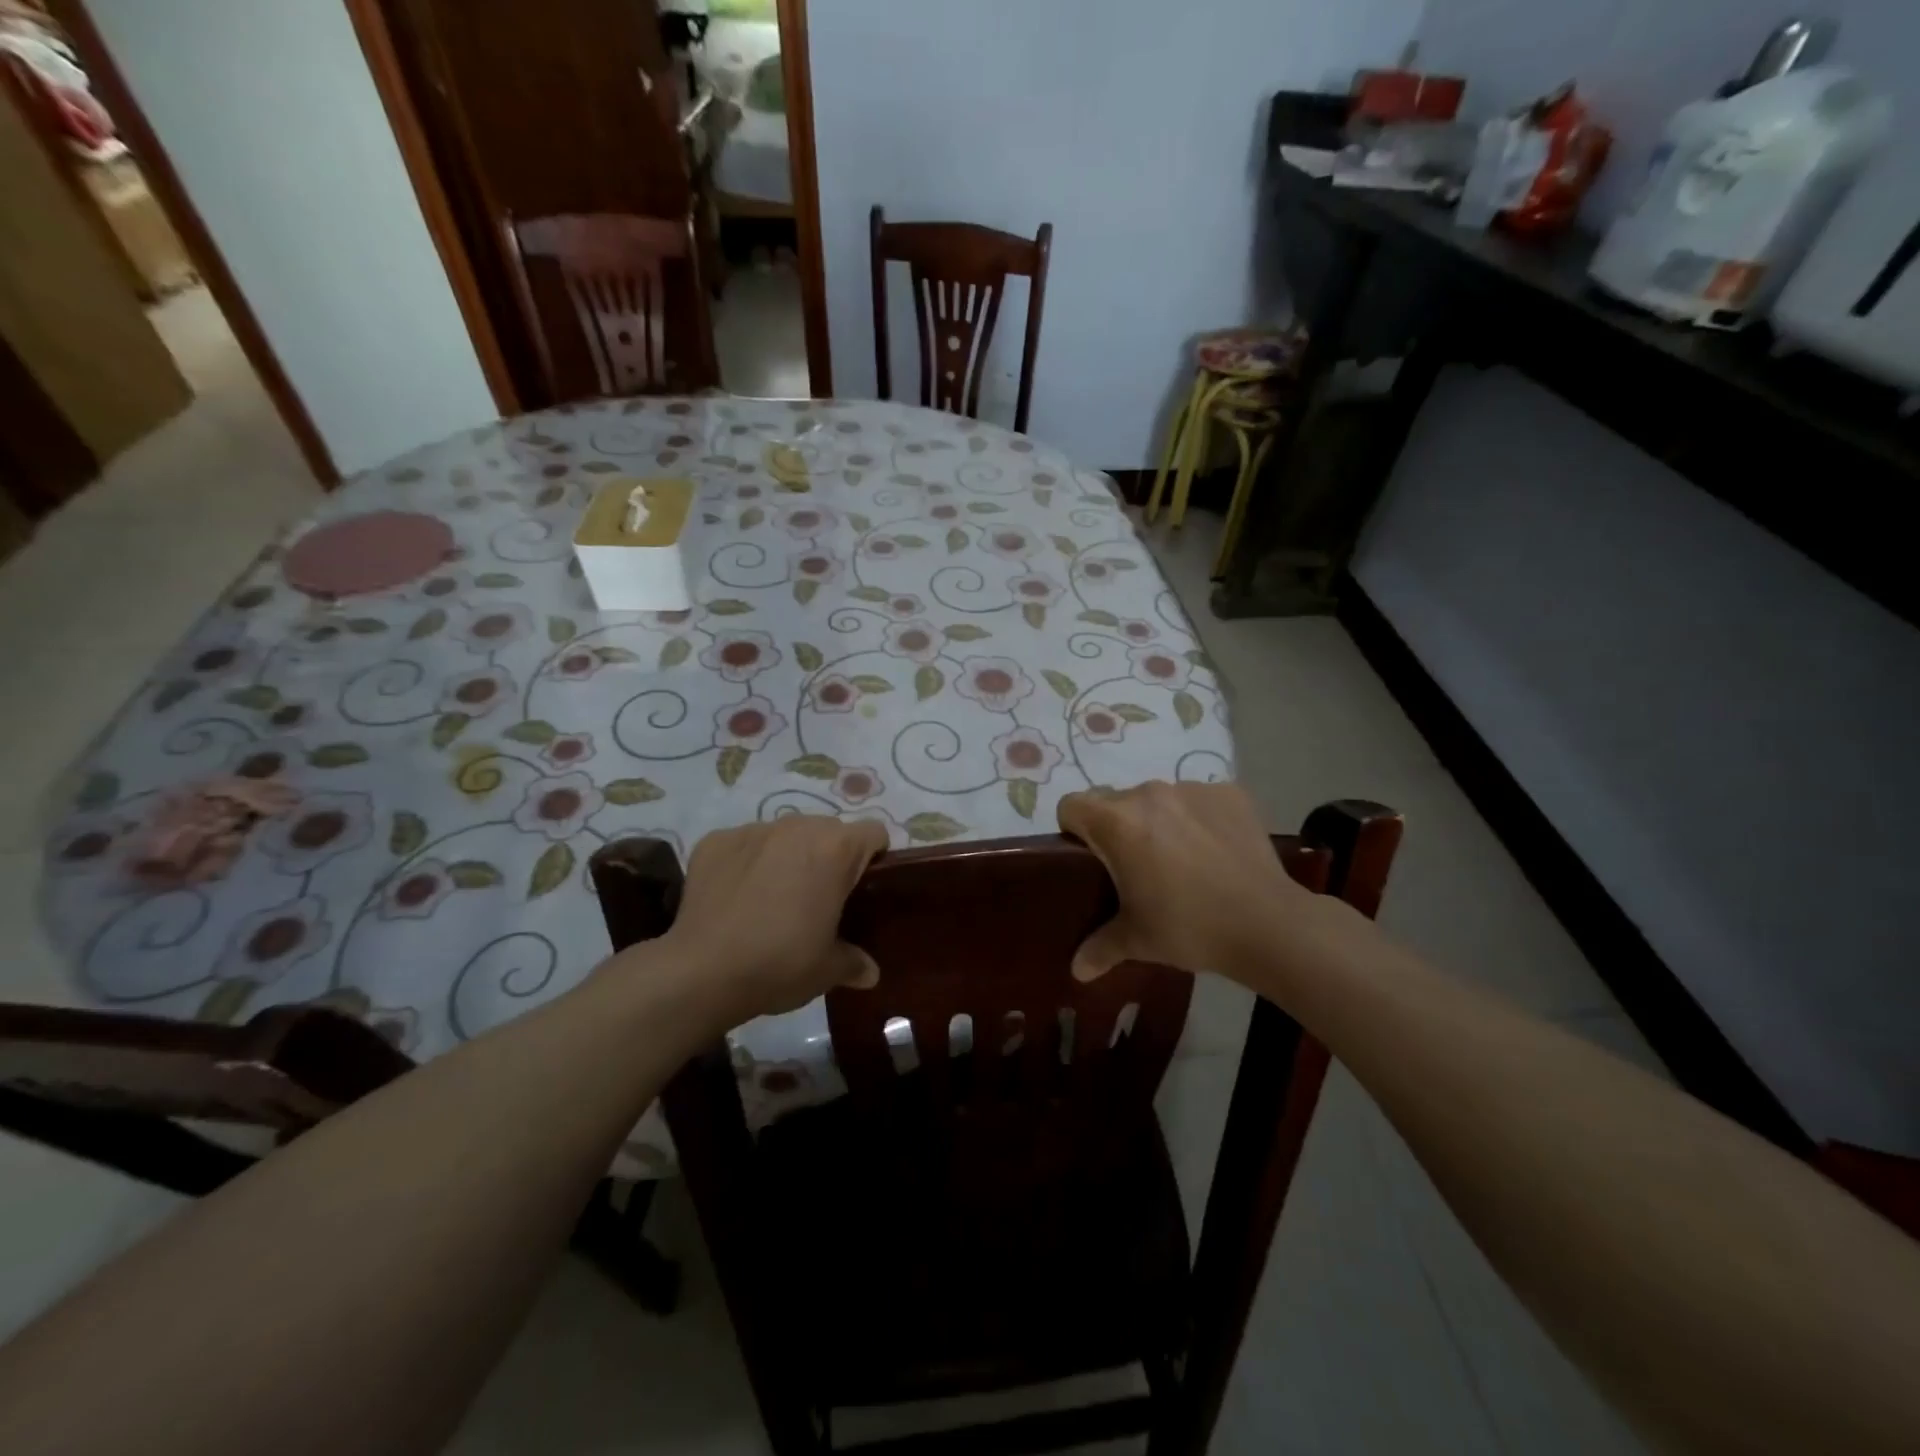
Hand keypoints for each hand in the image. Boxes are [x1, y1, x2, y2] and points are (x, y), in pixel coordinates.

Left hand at [656, 816, 887, 1021]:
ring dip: (788, 856)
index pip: (873, 833)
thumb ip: (855, 962)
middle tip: (819, 898)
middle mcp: (798, 827)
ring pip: (786, 834)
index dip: (874, 858)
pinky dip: (747, 862)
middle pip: (828, 830)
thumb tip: (870, 972)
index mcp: (836, 849)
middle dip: (829, 856)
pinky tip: (737, 897)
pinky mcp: (716, 840)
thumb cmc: (780, 964)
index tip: (862, 888)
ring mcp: (753, 830)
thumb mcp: (828, 970)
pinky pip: (745, 844)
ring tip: (774, 897)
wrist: (701, 972)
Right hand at [1057, 781, 1319, 982]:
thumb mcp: (1137, 941)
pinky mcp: (1229, 793)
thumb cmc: (1190, 928)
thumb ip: (1099, 948)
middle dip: (1118, 828)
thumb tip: (1076, 970)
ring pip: (1157, 799)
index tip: (1090, 858)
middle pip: (1114, 801)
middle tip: (1136, 868)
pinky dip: (1198, 819)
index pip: (1071, 805)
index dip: (1073, 829)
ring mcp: (1192, 789)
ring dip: (1159, 822)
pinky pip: (1198, 800)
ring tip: (1181, 861)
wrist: (1269, 924)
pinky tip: (1215, 852)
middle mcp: (1149, 793)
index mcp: (1117, 823)